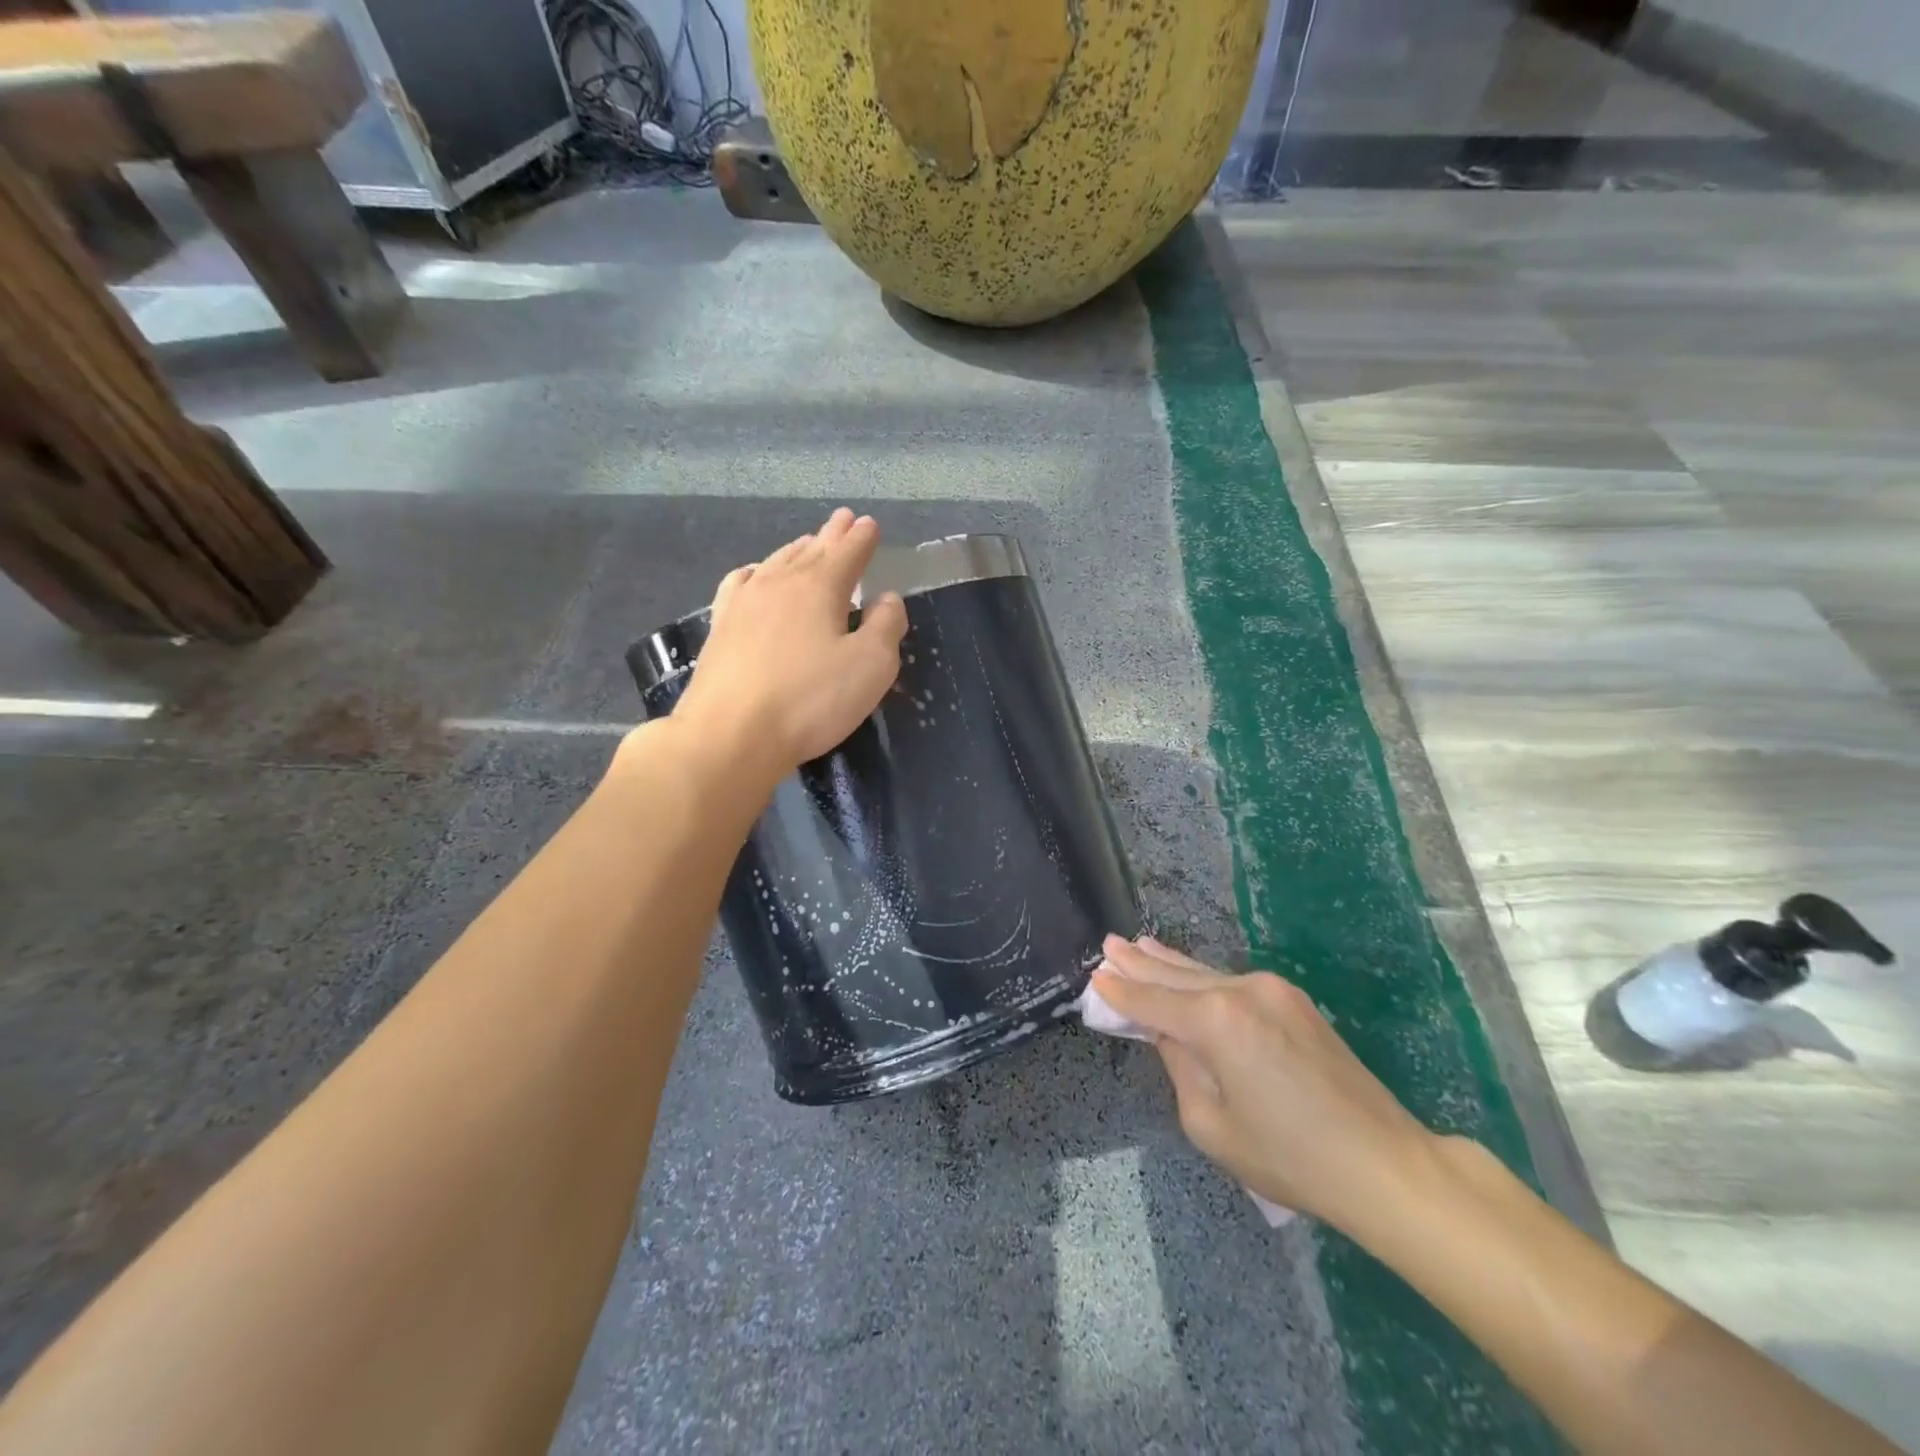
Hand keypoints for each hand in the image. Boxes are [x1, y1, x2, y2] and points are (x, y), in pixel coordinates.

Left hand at [673, 508, 908, 776]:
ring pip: (777, 561)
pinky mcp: (721, 625)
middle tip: (843, 519)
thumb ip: (886, 626)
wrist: (730, 734)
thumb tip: (887, 598)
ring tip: (809, 543)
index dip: (862, 538)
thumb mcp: (870, 666)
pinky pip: (741, 583)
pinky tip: (756, 574)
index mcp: (821, 587)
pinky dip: (757, 571)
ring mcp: (744, 601)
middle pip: (811, 549)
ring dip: (798, 549)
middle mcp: (780, 582)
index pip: (848, 552)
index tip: (870, 525)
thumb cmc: (810, 700)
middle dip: (831, 535)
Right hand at [1092, 935, 1440, 1235]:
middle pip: (1177, 974)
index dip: (1122, 992)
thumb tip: (1172, 1035)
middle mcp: (1241, 990)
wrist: (1383, 1162)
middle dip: (1140, 962)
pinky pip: (1233, 982)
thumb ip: (1180, 1068)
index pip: (1153, 1000)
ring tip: (1138, 945)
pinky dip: (1202, 976)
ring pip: (1206, 972)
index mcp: (1216, 1020)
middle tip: (1109, 945)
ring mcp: (1272, 990)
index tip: (1095, 976)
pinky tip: (1186, 969)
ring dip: (1170, 963)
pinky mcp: (1294, 1000)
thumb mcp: (1210, 1124)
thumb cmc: (1289, 1155)